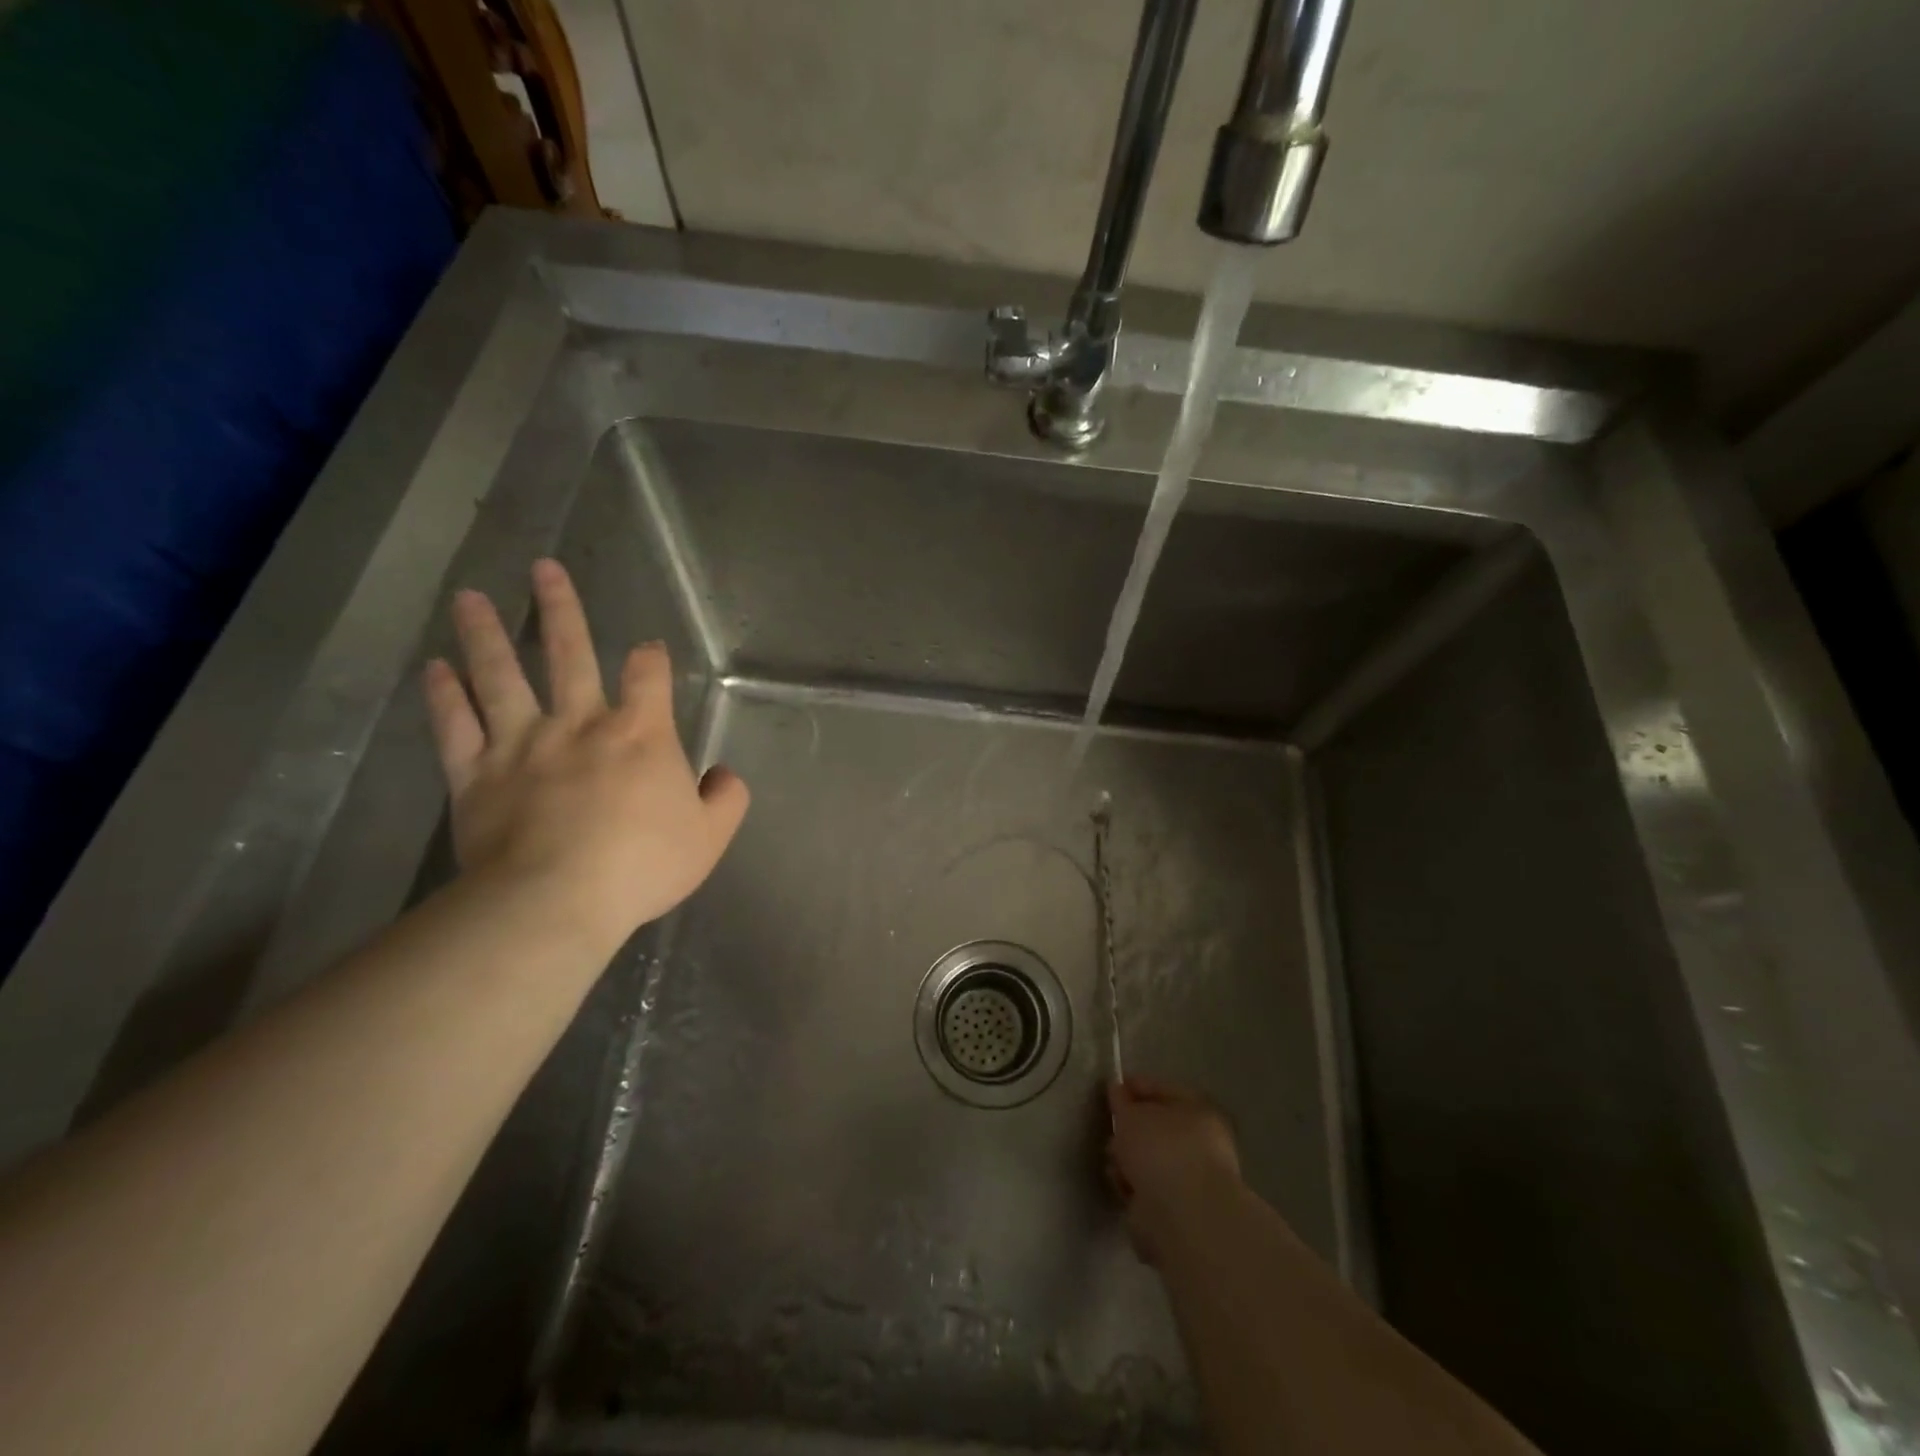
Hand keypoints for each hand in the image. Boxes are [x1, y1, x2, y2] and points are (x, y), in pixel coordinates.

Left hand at [422, 559, 748, 950]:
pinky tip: (434, 668)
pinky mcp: (476, 776)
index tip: (649, 650)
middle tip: (543, 568)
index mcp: (640, 733)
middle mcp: (579, 724)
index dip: (652, 658)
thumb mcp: (710, 837)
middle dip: (560, 609)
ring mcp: (522, 745)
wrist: (557, 899)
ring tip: (468, 597)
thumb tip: (723, 776)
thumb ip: (726, 799)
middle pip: (569, 654)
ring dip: (486, 635)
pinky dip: (444, 697)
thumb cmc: (642, 864)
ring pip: (501, 678)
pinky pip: (456, 728)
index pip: (650, 676)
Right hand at [1106, 1076, 1241, 1263]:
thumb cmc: (1161, 1150)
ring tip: (1113, 1162)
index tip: (1110, 1089)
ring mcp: (1190, 1180)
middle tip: (1111, 1130)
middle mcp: (1200, 1144)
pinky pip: (1147, 1188)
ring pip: (1150, 1160)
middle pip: (1156, 1128)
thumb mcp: (1132, 1114)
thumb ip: (1122, 1101)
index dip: (1136, 1087)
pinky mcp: (1177, 1211)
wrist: (1182, 1217)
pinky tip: (1121, 1185)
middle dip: (1129, 1129)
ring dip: (1128, 1160)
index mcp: (1198, 1112)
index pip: (1164, 1090)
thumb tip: (1118, 1091)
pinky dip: (1132, 1186)